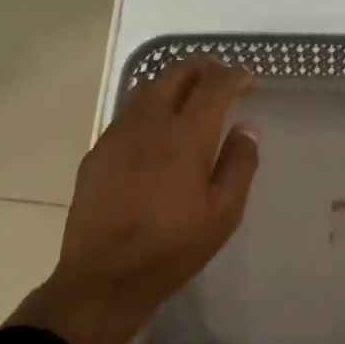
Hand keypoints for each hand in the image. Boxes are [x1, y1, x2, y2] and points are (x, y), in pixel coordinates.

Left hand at [9, 59, 259, 343]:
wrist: (105, 276)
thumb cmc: (173, 248)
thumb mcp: (223, 213)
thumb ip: (239, 165)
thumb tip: (247, 128)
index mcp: (186, 136)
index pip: (214, 86)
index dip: (233, 76)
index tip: (246, 79)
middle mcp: (150, 124)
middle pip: (175, 73)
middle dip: (201, 66)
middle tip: (218, 74)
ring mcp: (118, 135)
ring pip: (146, 89)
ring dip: (172, 82)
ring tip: (188, 94)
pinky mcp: (97, 152)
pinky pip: (126, 114)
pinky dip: (148, 106)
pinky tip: (154, 128)